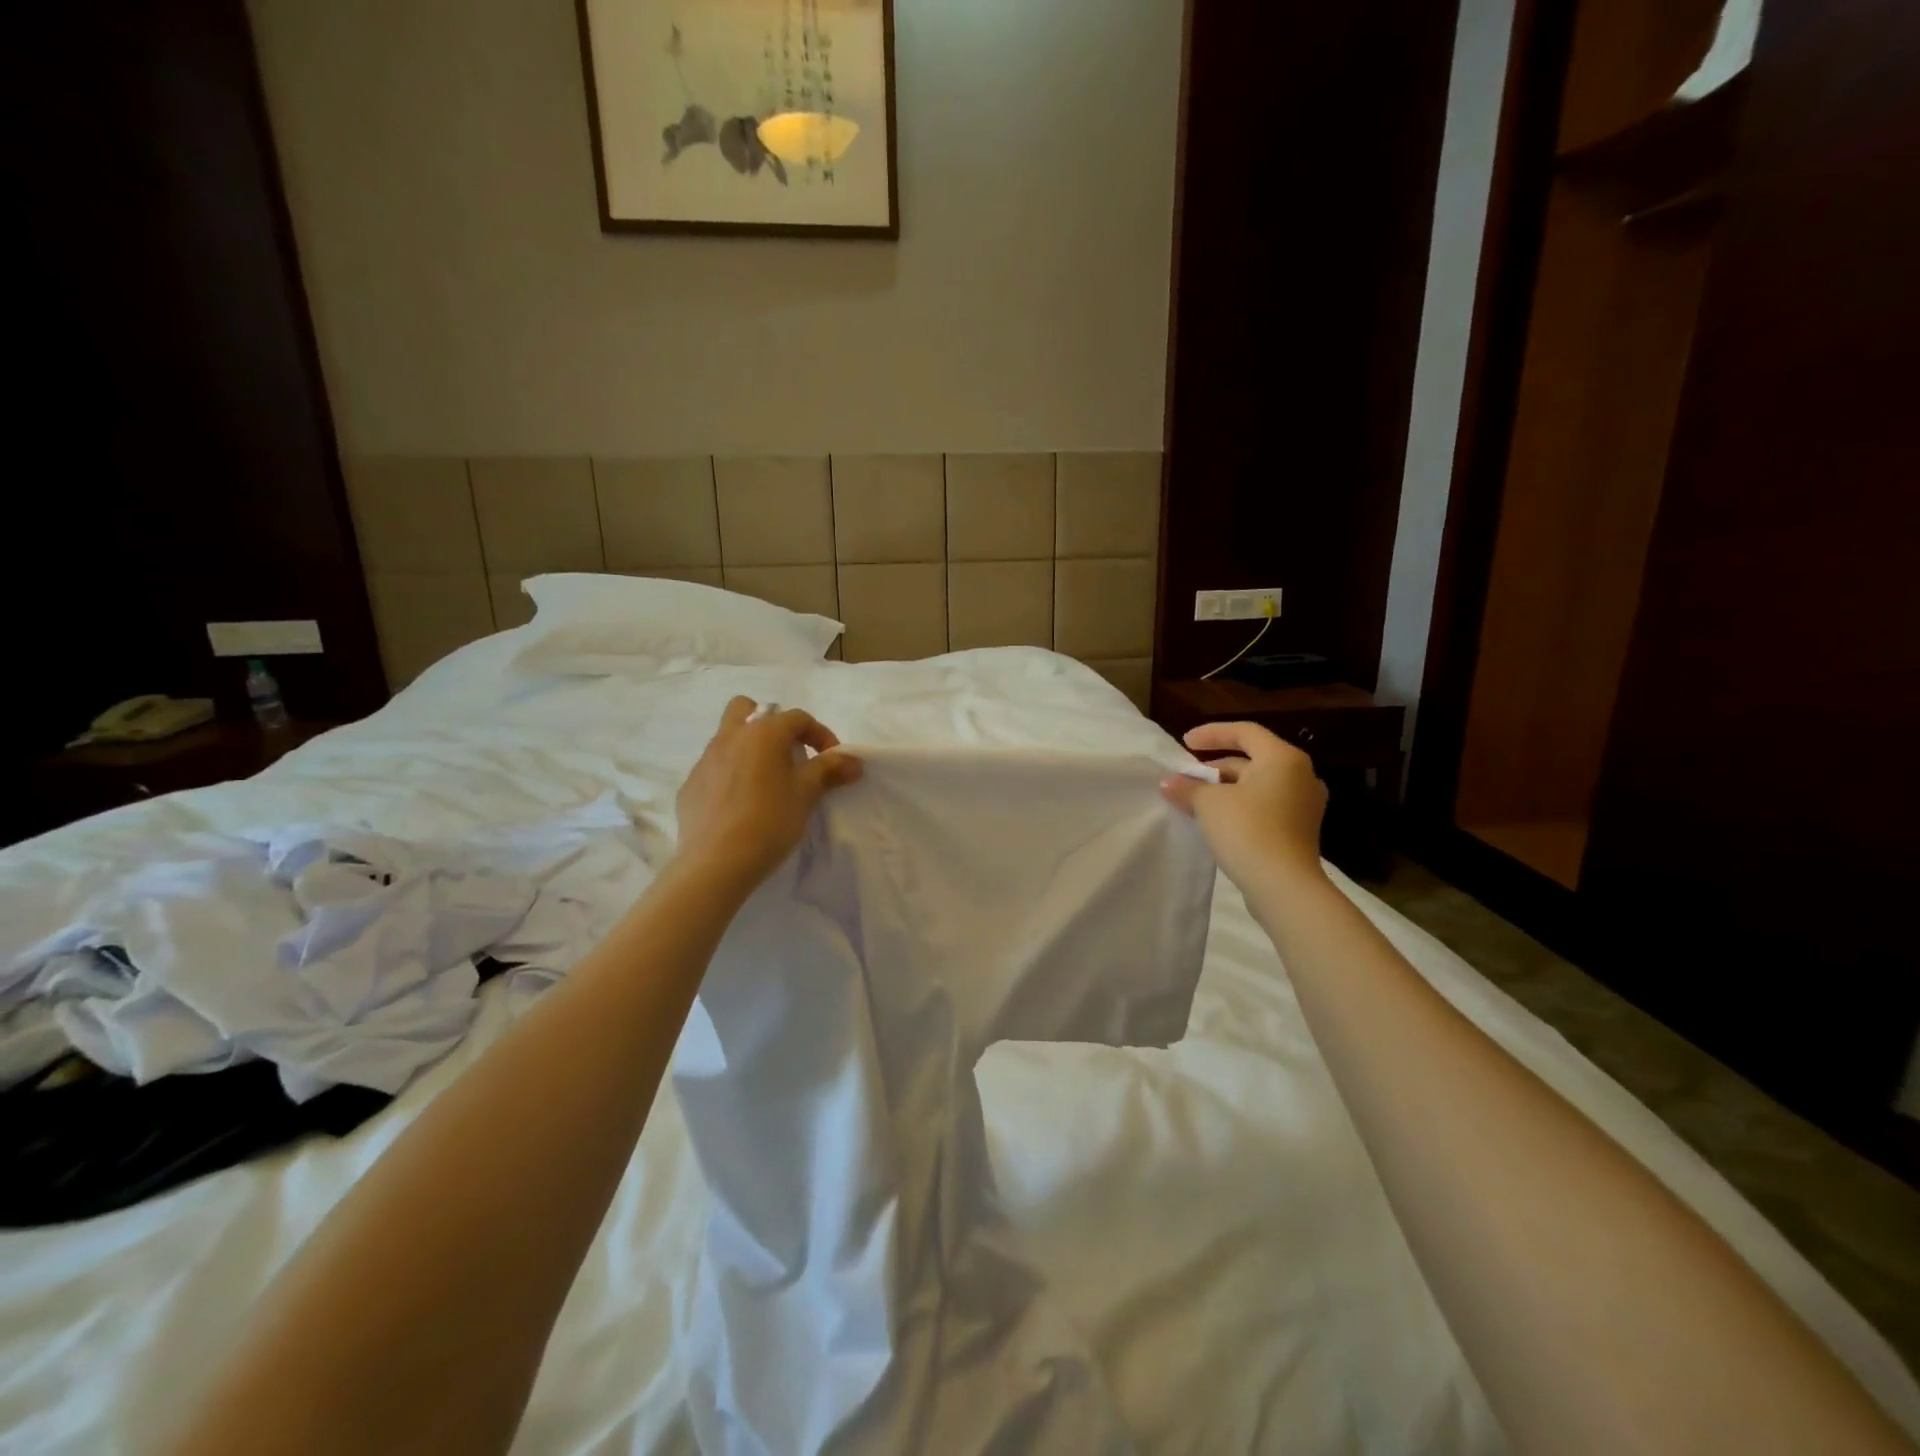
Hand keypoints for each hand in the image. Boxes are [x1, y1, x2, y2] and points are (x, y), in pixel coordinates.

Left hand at [674, 697, 862, 893]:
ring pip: (728, 738)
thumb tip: (853, 761)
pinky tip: (740, 806)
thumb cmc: (769, 821)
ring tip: (766, 783)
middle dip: (770, 723)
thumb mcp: (806, 794)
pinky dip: (730, 776)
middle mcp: (730, 738)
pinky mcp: (690, 786)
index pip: (797, 718)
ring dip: (749, 749)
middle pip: (747, 708)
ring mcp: (704, 761)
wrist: (716, 863)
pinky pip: (714, 768)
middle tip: (787, 754)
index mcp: (762, 733)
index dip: (820, 734)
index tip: (832, 760)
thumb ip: (829, 770)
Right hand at [1161, 722, 1328, 887]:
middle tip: (1187, 777)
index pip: (1245, 732)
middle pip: (1252, 760)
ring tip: (1196, 800)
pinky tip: (1217, 821)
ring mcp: (1305, 805)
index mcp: (1283, 758)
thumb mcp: (1208, 803)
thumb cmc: (1247, 830)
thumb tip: (1170, 783)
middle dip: (1216, 767)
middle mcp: (1301, 776)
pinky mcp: (1300, 830)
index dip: (1212, 733)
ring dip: (1226, 789)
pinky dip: (1241, 806)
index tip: (1185, 743)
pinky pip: (1266, 807)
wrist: (1284, 885)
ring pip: (1258, 786)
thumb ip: (1188, 787)